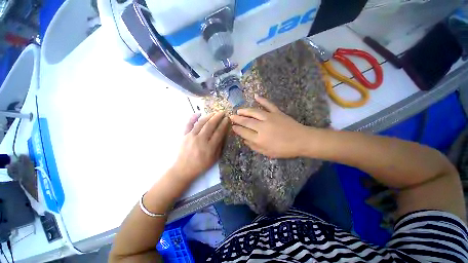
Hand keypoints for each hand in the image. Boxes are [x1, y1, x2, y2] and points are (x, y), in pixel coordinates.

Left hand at [171, 112, 228, 180]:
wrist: (183, 169)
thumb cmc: (201, 165)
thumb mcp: (214, 159)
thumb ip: (219, 146)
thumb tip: (223, 134)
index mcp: (209, 147)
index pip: (219, 132)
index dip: (224, 124)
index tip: (227, 118)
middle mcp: (201, 140)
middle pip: (210, 125)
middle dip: (218, 117)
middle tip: (222, 112)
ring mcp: (191, 136)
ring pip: (201, 123)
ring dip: (209, 116)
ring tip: (214, 112)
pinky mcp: (184, 135)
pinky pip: (188, 124)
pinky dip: (193, 117)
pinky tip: (199, 113)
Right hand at [230, 95, 308, 157]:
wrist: (301, 140)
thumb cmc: (284, 149)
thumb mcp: (267, 153)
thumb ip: (254, 146)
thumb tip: (244, 140)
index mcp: (259, 138)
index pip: (244, 132)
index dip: (237, 129)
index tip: (232, 127)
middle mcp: (262, 127)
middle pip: (246, 121)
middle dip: (237, 119)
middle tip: (231, 117)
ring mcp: (269, 117)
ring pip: (254, 112)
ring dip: (245, 110)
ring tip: (239, 110)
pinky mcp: (277, 112)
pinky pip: (268, 104)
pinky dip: (262, 99)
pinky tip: (256, 96)